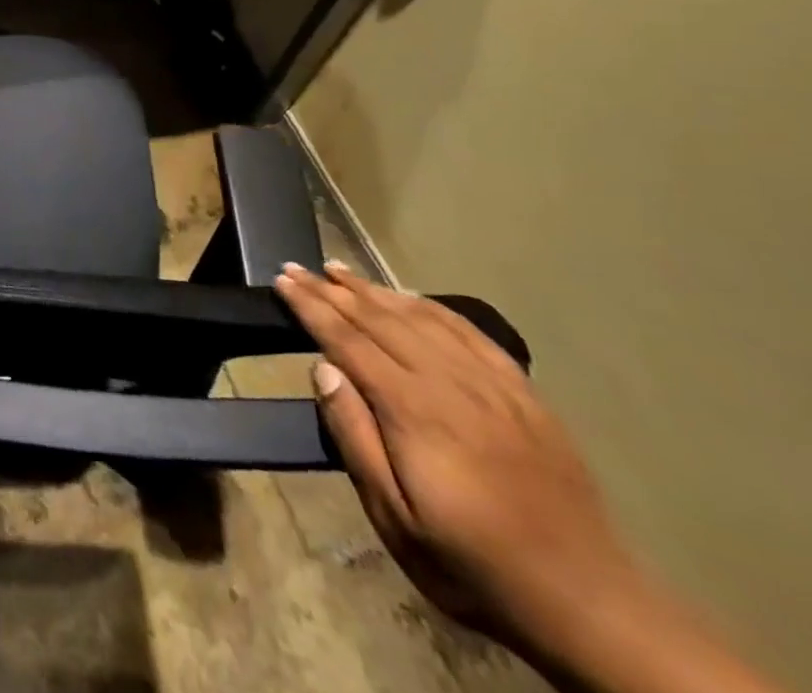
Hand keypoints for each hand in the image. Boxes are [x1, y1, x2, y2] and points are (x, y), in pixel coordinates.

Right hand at [273, 262, 640, 654]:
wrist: (589, 604)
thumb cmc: (472, 564)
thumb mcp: (394, 517)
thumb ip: (354, 436)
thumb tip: (323, 369)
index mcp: (413, 410)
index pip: (347, 340)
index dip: (311, 307)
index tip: (282, 281)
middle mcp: (451, 383)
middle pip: (379, 320)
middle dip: (332, 290)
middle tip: (297, 266)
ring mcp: (493, 386)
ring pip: (422, 319)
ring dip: (375, 290)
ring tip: (339, 270)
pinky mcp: (524, 396)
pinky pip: (471, 335)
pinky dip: (433, 308)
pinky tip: (412, 299)